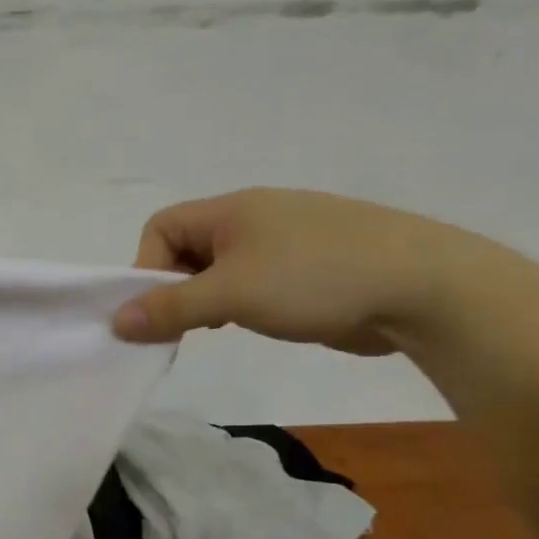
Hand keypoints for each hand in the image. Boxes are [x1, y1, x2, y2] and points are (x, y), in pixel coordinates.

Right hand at [113, 189, 510, 355]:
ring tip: (217, 328)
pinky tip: (251, 324)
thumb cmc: (314, 279)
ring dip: (206, 300)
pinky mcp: (307, 269)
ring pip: (220, 269)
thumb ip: (170, 309)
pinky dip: (238, 304)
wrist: (422, 286)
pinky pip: (252, 282)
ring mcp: (284, 242)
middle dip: (175, 289)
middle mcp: (254, 218)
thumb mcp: (231, 295)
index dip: (147, 267)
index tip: (157, 310)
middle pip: (187, 248)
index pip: (161, 227)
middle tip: (182, 328)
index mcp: (232, 209)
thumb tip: (116, 321)